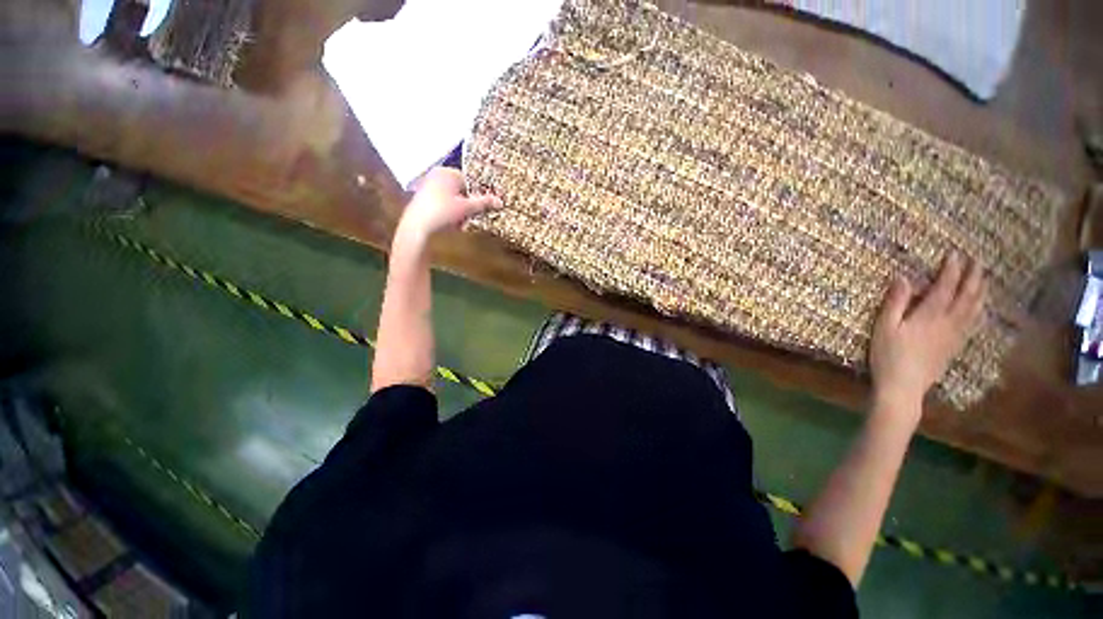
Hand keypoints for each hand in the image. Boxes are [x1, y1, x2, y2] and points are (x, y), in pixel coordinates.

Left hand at [396, 167, 499, 246]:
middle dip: (468, 203)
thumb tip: (500, 201)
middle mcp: (435, 175)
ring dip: (459, 210)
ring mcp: (427, 186)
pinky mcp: (421, 199)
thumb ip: (484, 203)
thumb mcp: (467, 208)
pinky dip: (448, 212)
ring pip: (451, 198)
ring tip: (461, 222)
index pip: (469, 181)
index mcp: (447, 172)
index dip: (477, 194)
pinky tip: (450, 224)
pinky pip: (441, 204)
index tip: (482, 207)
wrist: (417, 228)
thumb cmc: (443, 213)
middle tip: (472, 215)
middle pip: (460, 189)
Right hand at [870, 252, 986, 418]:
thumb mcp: (884, 327)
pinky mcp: (954, 348)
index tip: (955, 254)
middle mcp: (947, 323)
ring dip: (980, 293)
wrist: (903, 387)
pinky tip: (979, 310)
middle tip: (978, 262)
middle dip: (972, 278)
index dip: (951, 270)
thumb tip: (903, 278)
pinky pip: (972, 325)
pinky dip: (978, 313)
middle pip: (965, 297)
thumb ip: (894, 303)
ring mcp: (954, 336)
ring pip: (973, 310)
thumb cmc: (888, 355)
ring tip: (984, 280)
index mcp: (929, 316)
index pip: (944, 288)